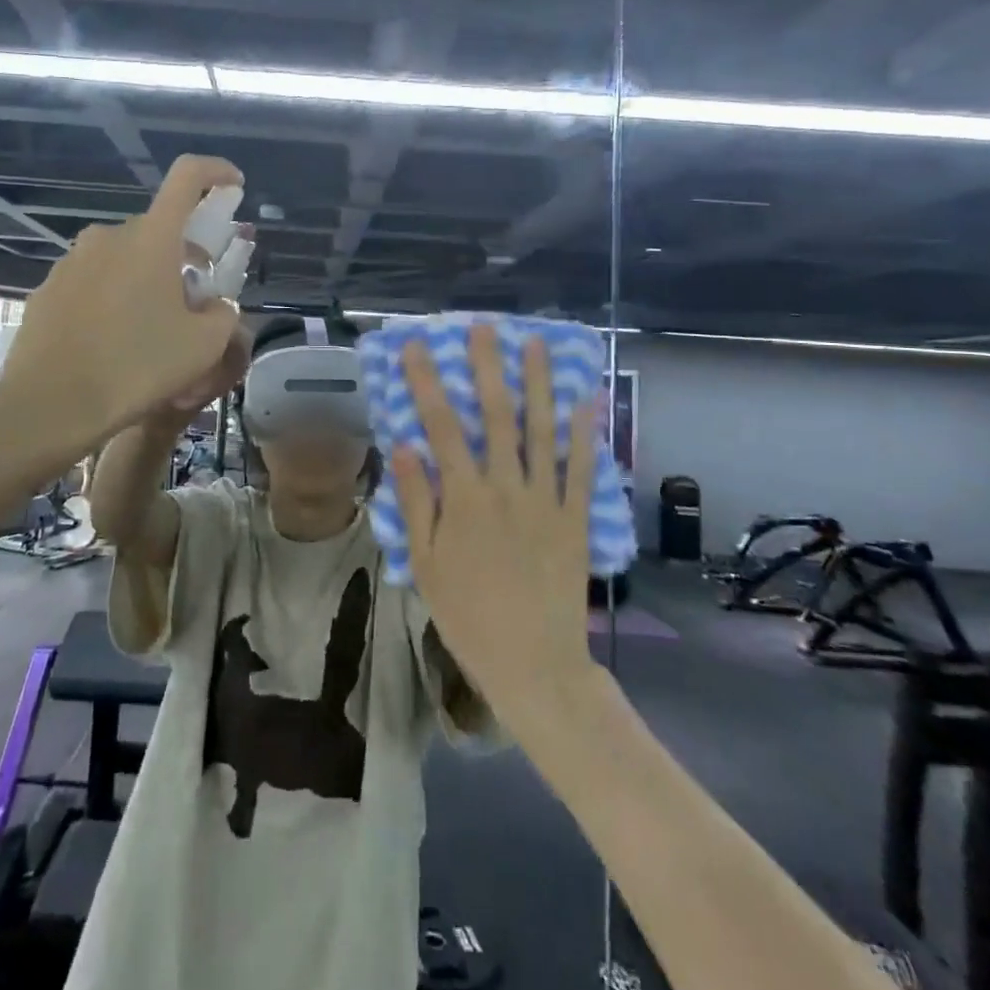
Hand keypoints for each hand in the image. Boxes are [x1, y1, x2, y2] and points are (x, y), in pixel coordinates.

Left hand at [0, 155, 247, 454]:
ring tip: (152, 330)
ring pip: (124, 258)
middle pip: (158, 230)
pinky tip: (114, 343)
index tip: (233, 185)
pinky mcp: (47, 289)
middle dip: (183, 257)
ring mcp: (72, 262)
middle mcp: (108, 237)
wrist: (50, 405)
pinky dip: (114, 298)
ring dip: (147, 279)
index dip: (216, 172)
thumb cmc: (137, 367)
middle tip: (195, 302)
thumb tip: (214, 306)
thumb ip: (222, 314)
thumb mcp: (204, 346)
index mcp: (151, 238)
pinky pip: (94, 282)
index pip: (188, 177)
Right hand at [390, 324, 599, 717]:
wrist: (534, 662)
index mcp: (465, 498)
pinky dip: (584, 432)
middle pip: (497, 416)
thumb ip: (418, 502)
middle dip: (488, 367)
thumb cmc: (468, 614)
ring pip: (543, 431)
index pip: (442, 426)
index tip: (418, 346)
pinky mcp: (575, 518)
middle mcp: (507, 488)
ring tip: (536, 345)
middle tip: (485, 327)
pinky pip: (581, 469)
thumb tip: (404, 447)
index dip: (428, 381)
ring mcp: (547, 501)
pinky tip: (585, 399)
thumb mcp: (426, 564)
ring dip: (539, 384)